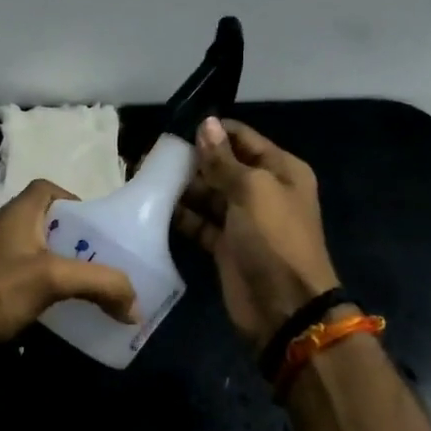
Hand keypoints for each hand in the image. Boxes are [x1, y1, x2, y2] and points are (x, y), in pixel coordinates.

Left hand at [0, 179, 137, 381]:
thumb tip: (136, 305)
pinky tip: (69, 313)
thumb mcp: (51, 278)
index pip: (48, 189)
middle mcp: (9, 233)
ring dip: (68, 270)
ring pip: (42, 258)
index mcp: (19, 214)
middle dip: (80, 242)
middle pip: (51, 226)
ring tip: (98, 289)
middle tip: (109, 262)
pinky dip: (52, 294)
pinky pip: (32, 285)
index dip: (75, 200)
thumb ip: (99, 283)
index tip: (100, 227)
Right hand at [174, 117, 340, 351]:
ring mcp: (243, 219)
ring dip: (182, 187)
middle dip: (192, 160)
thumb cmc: (274, 238)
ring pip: (208, 194)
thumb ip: (223, 159)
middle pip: (222, 165)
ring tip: (146, 177)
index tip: (175, 129)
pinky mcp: (225, 245)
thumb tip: (205, 123)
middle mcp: (263, 190)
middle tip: (152, 154)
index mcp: (280, 169)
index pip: (242, 138)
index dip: (212, 132)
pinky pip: (200, 222)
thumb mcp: (252, 190)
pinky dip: (181, 216)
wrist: (284, 307)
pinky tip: (154, 206)